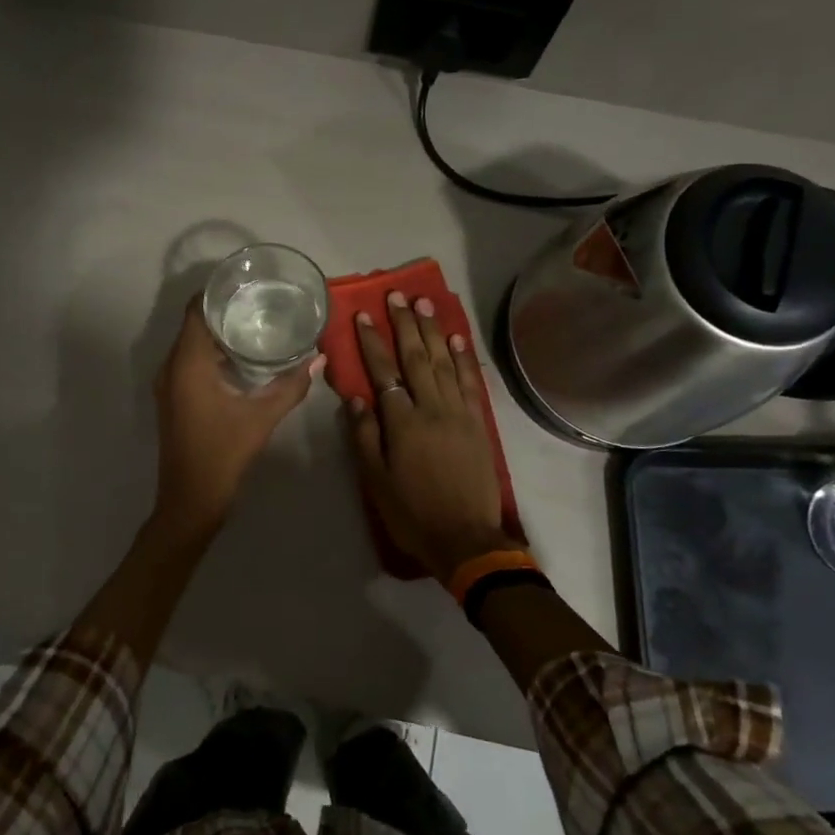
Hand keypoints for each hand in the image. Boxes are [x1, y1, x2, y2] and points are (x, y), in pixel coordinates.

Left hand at [152, 296, 321, 536]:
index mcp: (187, 363)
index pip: (197, 310)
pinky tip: (241, 356)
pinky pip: (190, 361)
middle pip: (194, 323)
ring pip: (191, 343)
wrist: (190, 500)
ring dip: (218, 331)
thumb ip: (291, 386)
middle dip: (223, 309)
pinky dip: (211, 352)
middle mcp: (171, 367)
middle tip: (260, 299)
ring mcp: (168, 384)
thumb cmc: (223, 454)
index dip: (218, 291)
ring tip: (255, 321)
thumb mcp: (262, 418)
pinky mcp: (173, 398)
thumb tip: (319, 357)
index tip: (247, 282)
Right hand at [345, 292, 519, 578]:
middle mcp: (432, 409)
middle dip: (405, 325)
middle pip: (417, 358)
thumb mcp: (376, 480)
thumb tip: (356, 397)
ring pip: (445, 363)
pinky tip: (457, 339)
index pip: (384, 372)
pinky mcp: (479, 423)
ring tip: (424, 304)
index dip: (372, 343)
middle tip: (397, 296)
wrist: (465, 539)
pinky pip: (471, 383)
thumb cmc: (411, 513)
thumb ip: (365, 435)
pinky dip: (464, 358)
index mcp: (402, 423)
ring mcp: (459, 413)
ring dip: (434, 331)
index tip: (363, 316)